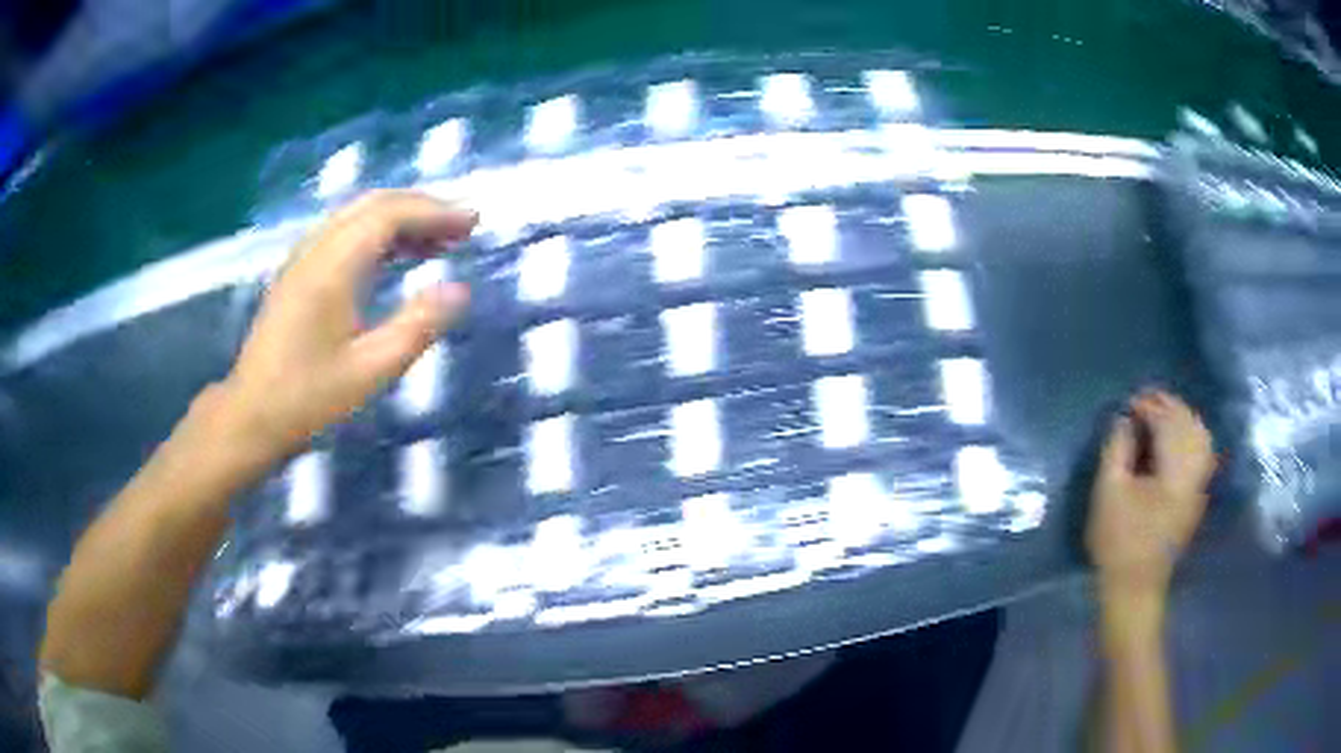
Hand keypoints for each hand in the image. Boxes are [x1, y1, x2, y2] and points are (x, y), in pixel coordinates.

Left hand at [216, 190, 475, 459]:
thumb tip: (460, 290)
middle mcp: (316, 249)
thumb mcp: (370, 370)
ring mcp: (302, 259)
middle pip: (373, 205)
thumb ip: (417, 326)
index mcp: (333, 266)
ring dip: (400, 219)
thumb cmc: (309, 398)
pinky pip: (343, 233)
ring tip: (437, 241)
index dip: (434, 212)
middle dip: (421, 208)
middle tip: (461, 228)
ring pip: (357, 216)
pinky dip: (377, 234)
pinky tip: (394, 257)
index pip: (389, 214)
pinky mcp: (296, 274)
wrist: (250, 416)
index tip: (473, 222)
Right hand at [1087, 390, 1214, 605]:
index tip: (1129, 403)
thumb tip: (1124, 419)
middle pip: (1189, 424)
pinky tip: (1177, 439)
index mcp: (1174, 471)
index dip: (1149, 406)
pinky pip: (1202, 453)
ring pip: (1200, 436)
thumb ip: (1117, 449)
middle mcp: (1194, 472)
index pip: (1168, 422)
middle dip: (1168, 406)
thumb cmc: (1119, 541)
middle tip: (1145, 401)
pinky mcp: (1197, 497)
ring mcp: (1199, 485)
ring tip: (1162, 415)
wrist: (1135, 588)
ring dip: (1182, 418)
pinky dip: (1191, 437)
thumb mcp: (1108, 492)